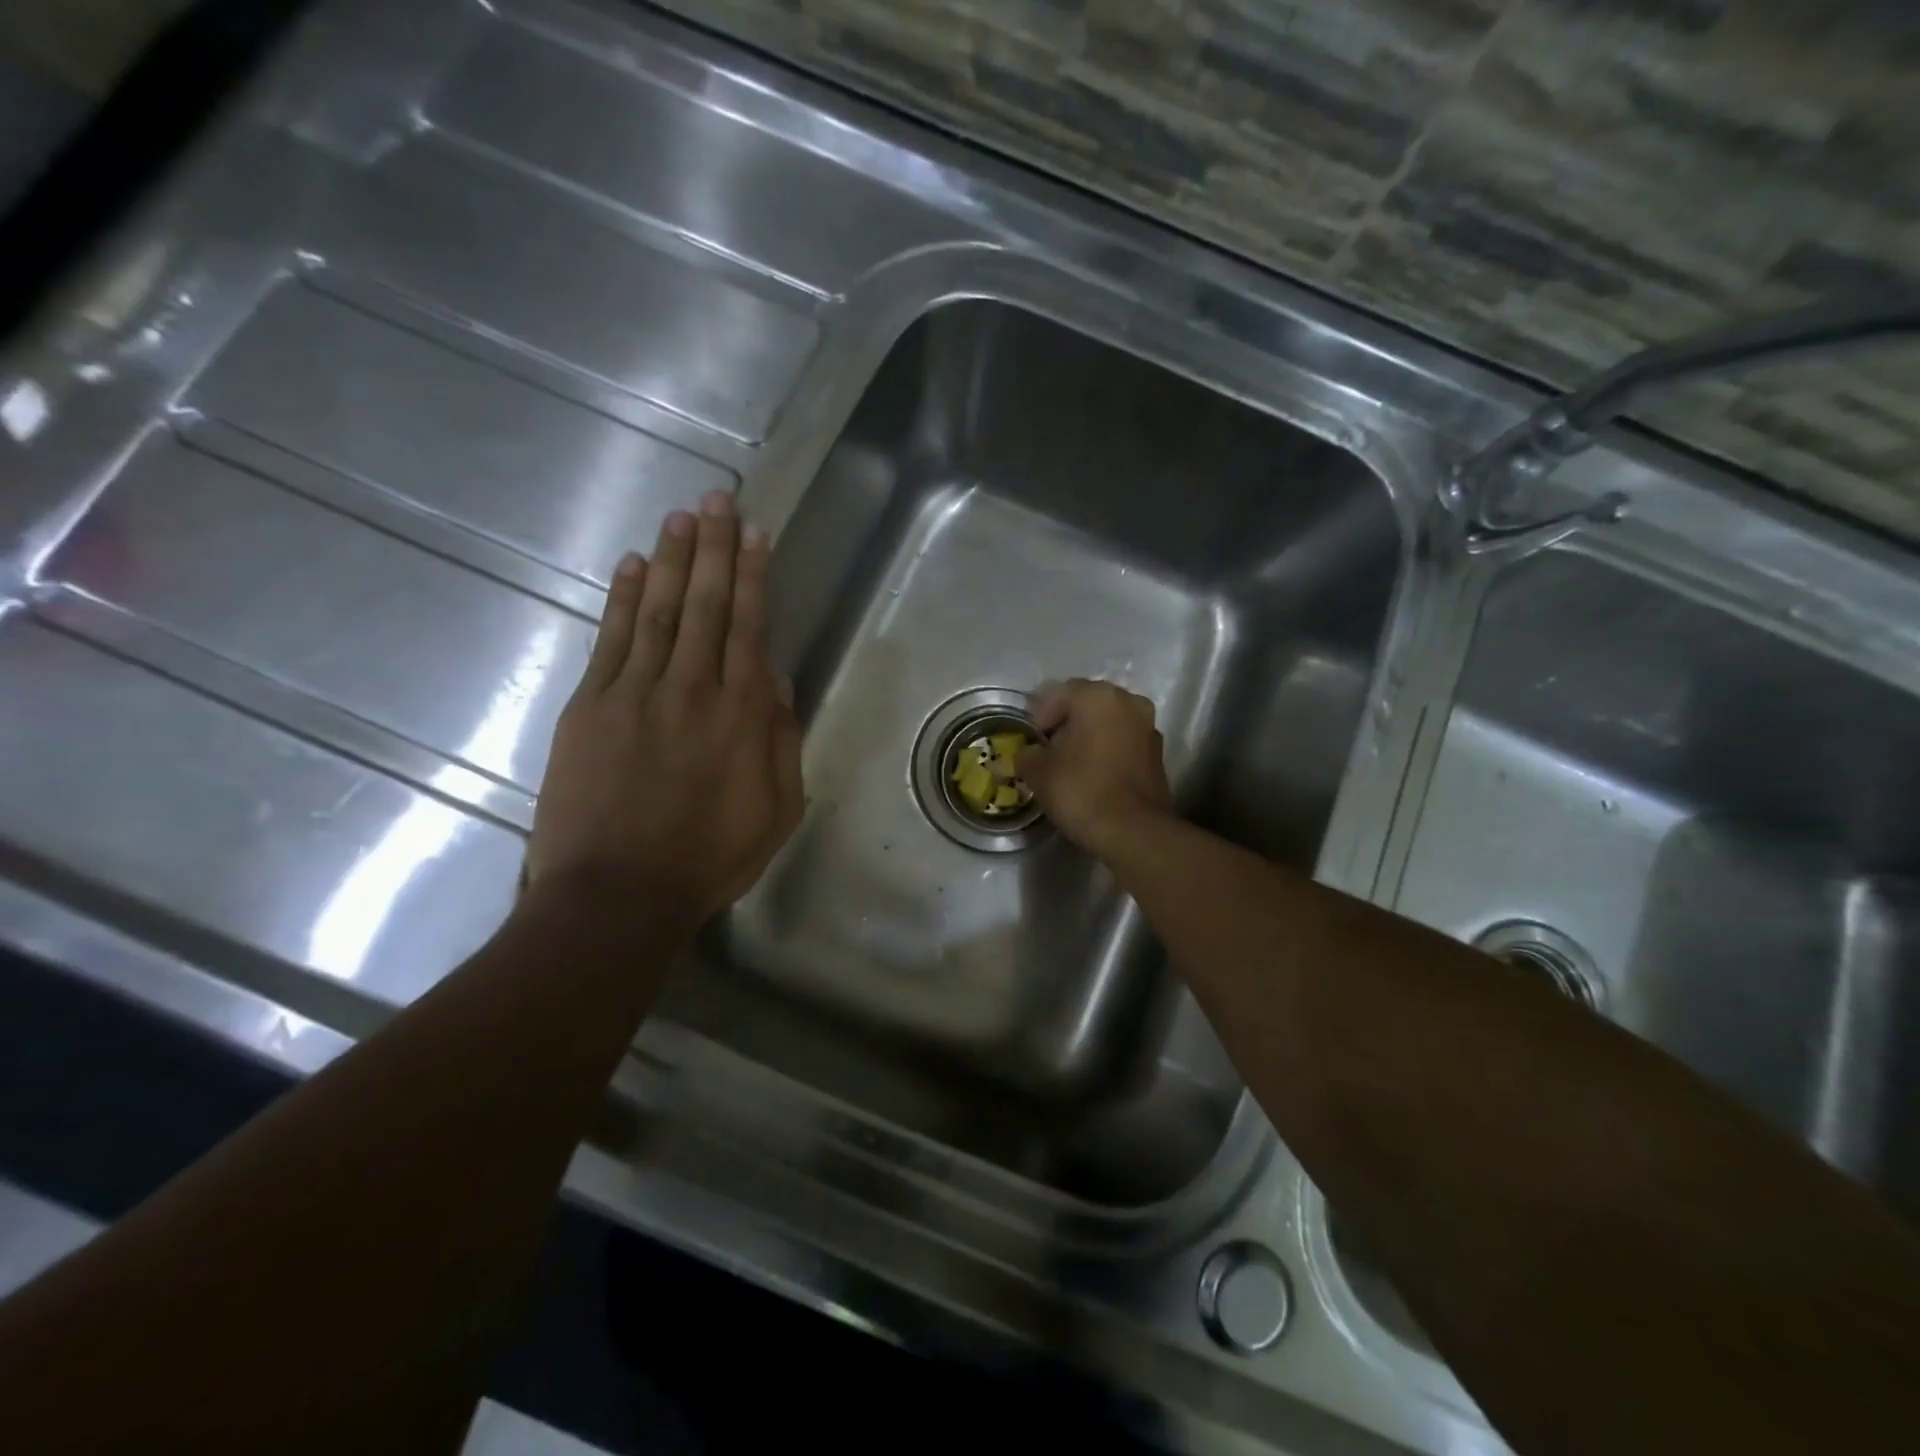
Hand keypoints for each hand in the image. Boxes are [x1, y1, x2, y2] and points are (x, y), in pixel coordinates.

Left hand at [526, 491, 803, 927]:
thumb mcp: (777, 810)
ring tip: (682, 516)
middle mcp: (689, 689)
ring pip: (657, 611)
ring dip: (671, 560)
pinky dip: (623, 600)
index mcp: (740, 715)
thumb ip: (780, 740)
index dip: (752, 576)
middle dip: (713, 547)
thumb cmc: (708, 858)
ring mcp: (633, 693)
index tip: (755, 533)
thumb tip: (776, 679)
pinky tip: (634, 567)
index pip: (748, 627)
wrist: (617, 894)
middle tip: (718, 498)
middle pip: (704, 604)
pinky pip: (610, 641)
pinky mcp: (589, 707)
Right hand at [1018, 679, 1173, 856]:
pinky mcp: (1158, 756)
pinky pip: (1124, 744)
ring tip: (1069, 764)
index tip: (1030, 739)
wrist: (1133, 831)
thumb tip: (1029, 754)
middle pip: (1089, 706)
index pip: (1061, 693)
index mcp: (1099, 696)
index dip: (1041, 714)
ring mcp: (1149, 729)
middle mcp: (1130, 703)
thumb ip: (1028, 754)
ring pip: (1110, 724)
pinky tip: (1093, 775)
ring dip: (1089, 737)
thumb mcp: (1039, 771)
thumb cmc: (1081, 789)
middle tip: (1047, 749)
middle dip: (1067, 724)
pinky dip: (1108, 752)